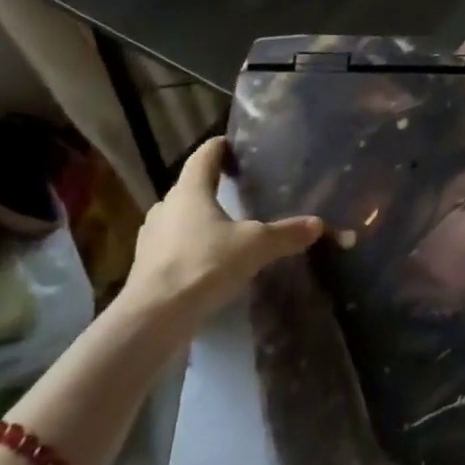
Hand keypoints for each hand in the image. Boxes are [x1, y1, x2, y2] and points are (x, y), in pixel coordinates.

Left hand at [118, 137, 323, 320]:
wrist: (153, 317)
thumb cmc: (204, 264)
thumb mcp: (255, 246)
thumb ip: (286, 233)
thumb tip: (319, 224)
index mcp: (190, 189)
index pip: (205, 154)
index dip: (222, 147)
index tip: (239, 148)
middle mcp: (166, 205)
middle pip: (192, 185)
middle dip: (216, 186)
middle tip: (242, 191)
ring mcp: (152, 236)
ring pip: (181, 216)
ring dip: (202, 218)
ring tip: (228, 229)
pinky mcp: (146, 264)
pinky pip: (174, 244)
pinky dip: (192, 246)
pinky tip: (209, 261)